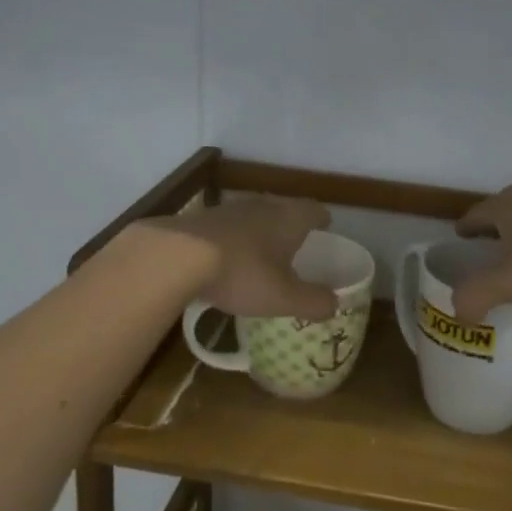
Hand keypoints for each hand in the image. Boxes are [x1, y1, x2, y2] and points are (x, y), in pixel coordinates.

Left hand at [136, 198, 337, 319]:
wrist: (177, 256)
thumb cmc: (242, 273)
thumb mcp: (283, 297)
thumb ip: (313, 302)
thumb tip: (334, 304)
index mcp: (289, 219)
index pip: (314, 211)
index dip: (322, 219)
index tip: (325, 226)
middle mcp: (262, 206)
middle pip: (283, 208)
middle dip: (291, 223)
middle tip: (296, 241)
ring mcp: (229, 209)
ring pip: (254, 215)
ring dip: (260, 229)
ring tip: (262, 249)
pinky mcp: (202, 219)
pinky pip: (227, 226)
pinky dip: (234, 238)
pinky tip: (227, 256)